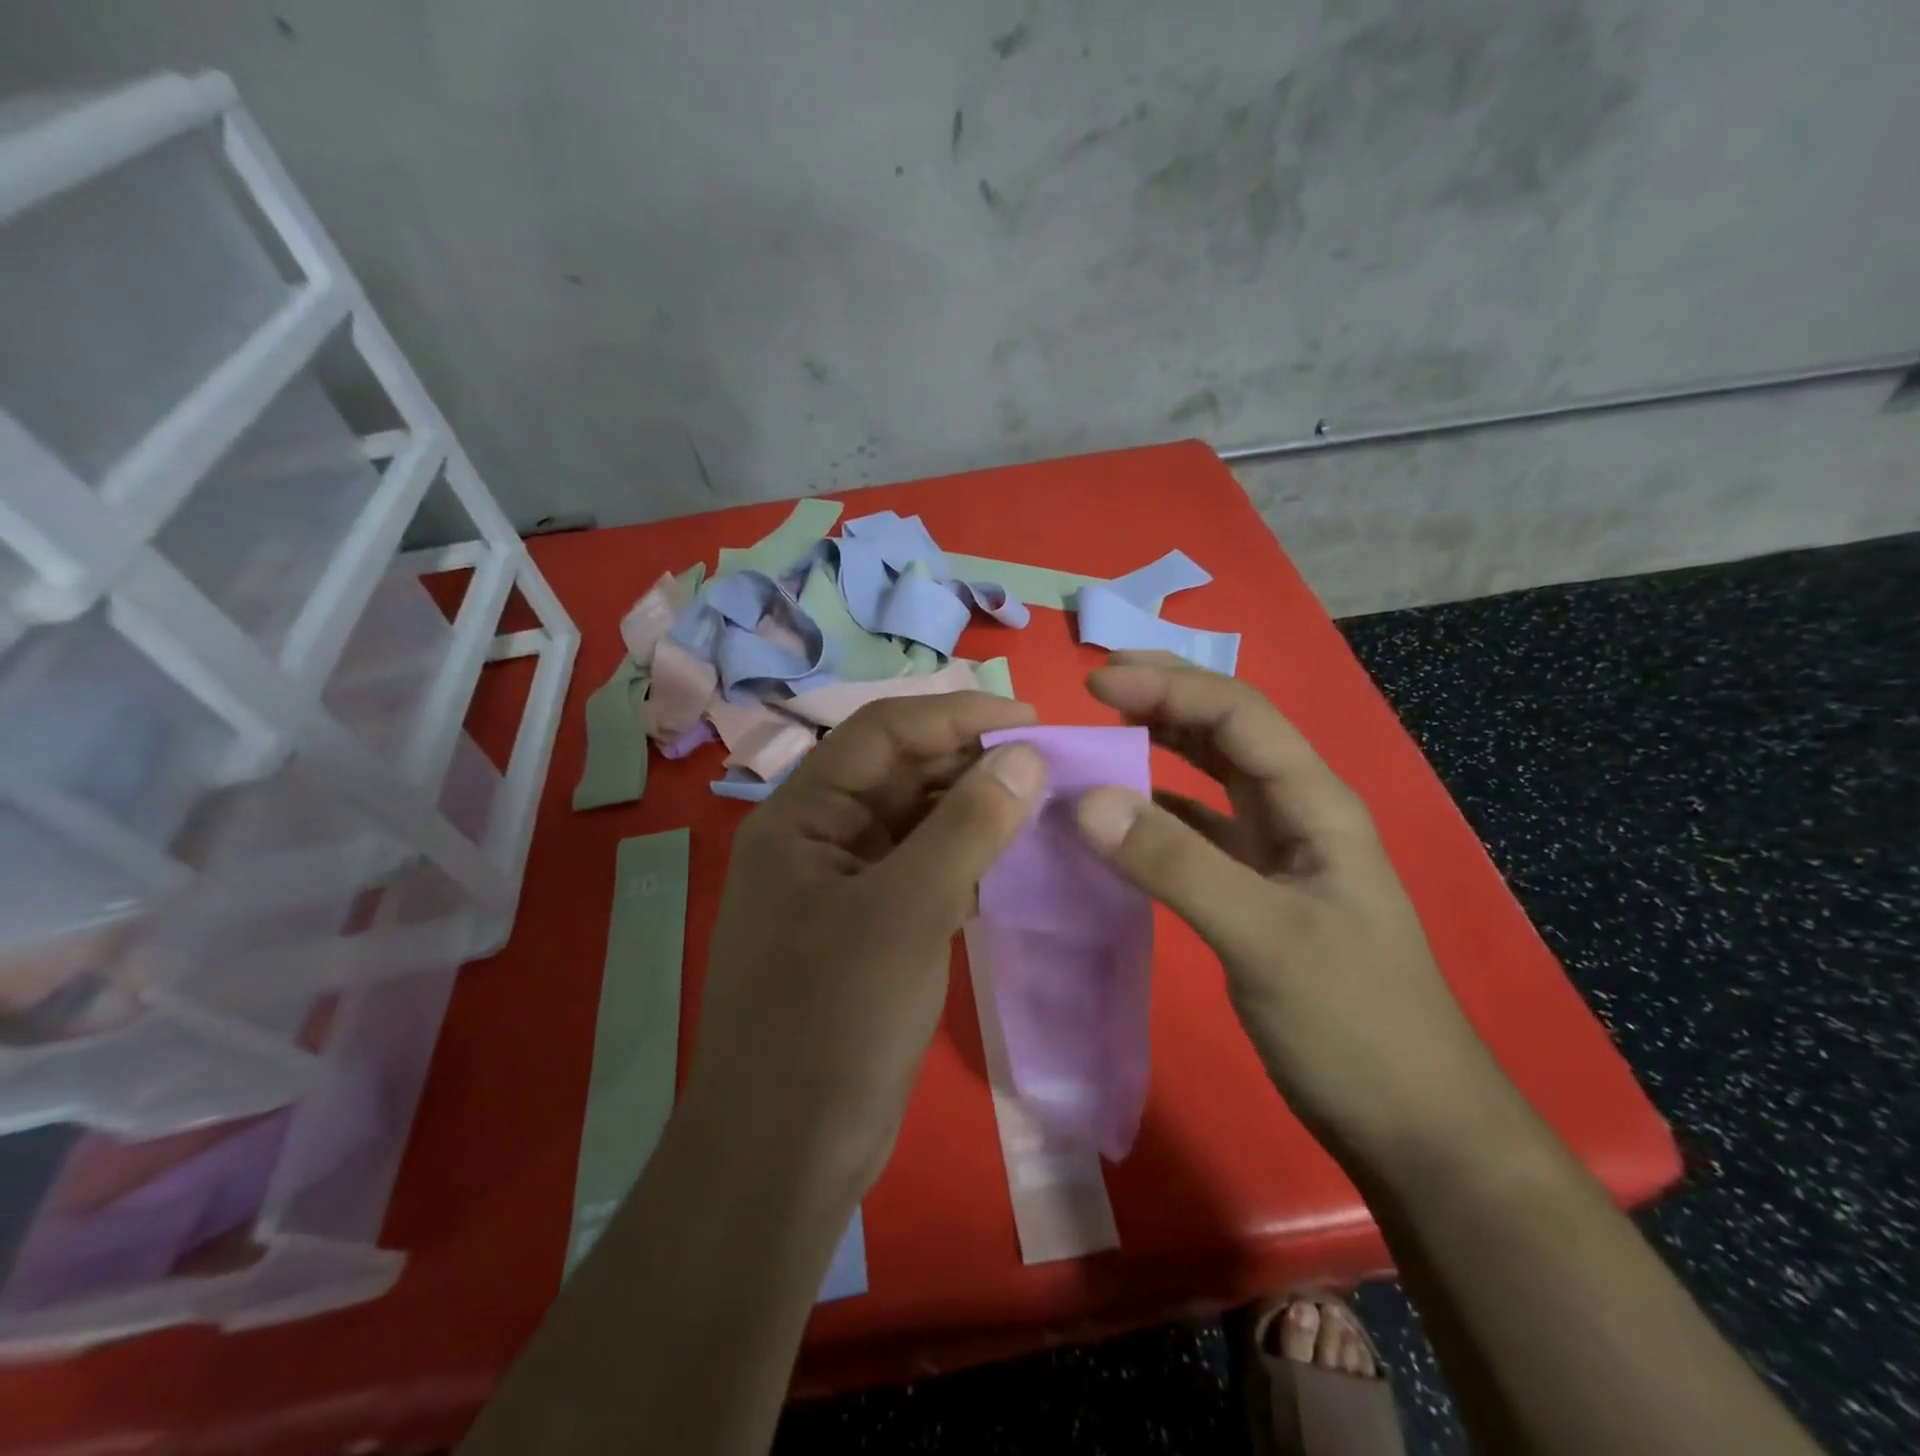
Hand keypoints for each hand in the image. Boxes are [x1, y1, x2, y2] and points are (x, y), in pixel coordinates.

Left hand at [688, 692, 1045, 1194]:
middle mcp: (818, 838)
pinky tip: (1015, 858)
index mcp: (801, 816)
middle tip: (1048, 762)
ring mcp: (844, 885)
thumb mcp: (906, 912)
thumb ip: (966, 828)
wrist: (784, 1156)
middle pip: (899, 773)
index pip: (882, 733)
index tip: (1030, 720)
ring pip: (916, 822)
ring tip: (1044, 803)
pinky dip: (967, 858)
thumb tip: (1027, 756)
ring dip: (974, 809)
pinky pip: (924, 870)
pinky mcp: (870, 928)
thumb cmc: (832, 1022)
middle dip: (970, 761)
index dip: (955, 716)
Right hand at [1074, 652, 1507, 1162]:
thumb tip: (1085, 800)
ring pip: (1212, 777)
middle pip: (1228, 732)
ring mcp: (1277, 854)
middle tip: (1095, 685)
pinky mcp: (1255, 892)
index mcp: (1315, 804)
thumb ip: (1175, 865)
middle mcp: (1297, 814)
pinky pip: (1198, 830)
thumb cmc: (1354, 1023)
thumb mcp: (1265, 938)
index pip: (1238, 716)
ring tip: (1102, 732)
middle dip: (1166, 697)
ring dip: (1162, 747)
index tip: (1095, 682)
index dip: (1169, 686)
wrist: (1411, 1125)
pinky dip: (1157, 811)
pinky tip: (1121, 815)